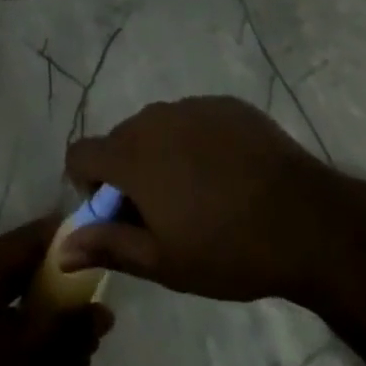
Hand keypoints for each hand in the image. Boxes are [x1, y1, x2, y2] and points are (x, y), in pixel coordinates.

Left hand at [0, 216, 114, 365]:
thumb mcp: (32, 356)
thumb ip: (69, 326)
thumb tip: (105, 311)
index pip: (22, 240)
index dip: (58, 239)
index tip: (91, 240)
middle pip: (16, 276)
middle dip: (58, 292)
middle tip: (94, 305)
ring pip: (9, 312)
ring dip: (47, 326)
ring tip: (87, 347)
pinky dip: (24, 344)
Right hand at [62, 95, 348, 302]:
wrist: (304, 218)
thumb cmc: (226, 248)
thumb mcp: (163, 262)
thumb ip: (109, 246)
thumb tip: (61, 247)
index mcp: (132, 154)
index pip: (82, 152)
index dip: (88, 183)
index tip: (116, 213)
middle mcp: (154, 118)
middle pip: (121, 140)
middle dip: (129, 172)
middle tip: (163, 214)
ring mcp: (192, 105)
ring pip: (159, 128)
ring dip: (163, 155)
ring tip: (200, 195)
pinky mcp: (225, 103)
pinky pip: (195, 120)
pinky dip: (198, 142)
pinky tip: (228, 175)